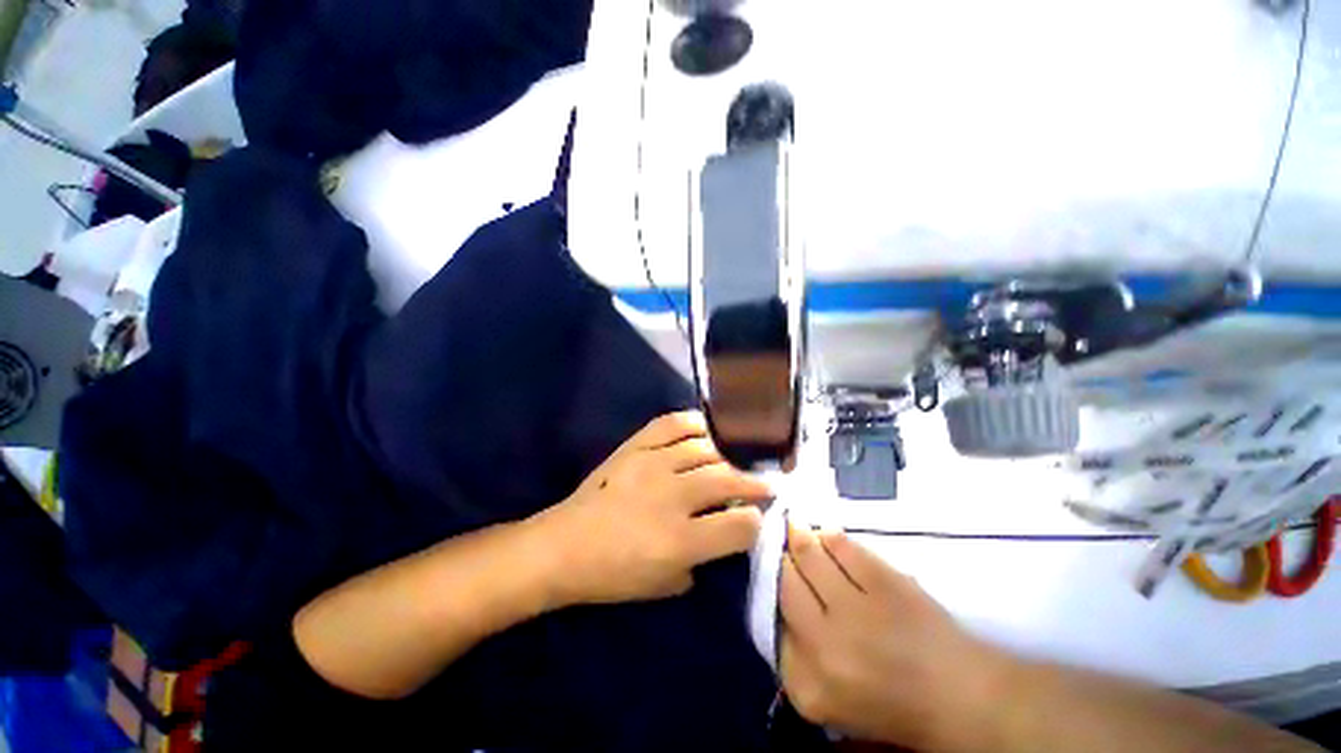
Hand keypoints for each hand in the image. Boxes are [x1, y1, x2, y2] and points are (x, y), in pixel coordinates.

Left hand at [535, 412, 773, 605]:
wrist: (564, 546)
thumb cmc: (613, 575)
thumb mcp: (664, 585)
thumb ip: (702, 561)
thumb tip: (723, 533)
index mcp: (680, 540)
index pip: (739, 525)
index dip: (756, 523)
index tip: (758, 519)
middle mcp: (672, 496)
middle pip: (729, 479)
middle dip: (755, 483)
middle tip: (766, 483)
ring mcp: (652, 464)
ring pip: (706, 449)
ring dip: (730, 455)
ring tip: (740, 460)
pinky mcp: (635, 447)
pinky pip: (672, 424)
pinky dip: (695, 423)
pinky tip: (708, 430)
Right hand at [779, 525, 1006, 749]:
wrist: (965, 698)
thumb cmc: (895, 705)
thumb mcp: (831, 701)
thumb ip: (795, 659)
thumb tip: (777, 605)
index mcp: (808, 686)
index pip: (769, 622)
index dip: (769, 591)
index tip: (771, 574)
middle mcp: (824, 645)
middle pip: (784, 581)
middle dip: (780, 559)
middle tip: (778, 542)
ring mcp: (855, 610)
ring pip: (808, 554)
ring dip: (798, 536)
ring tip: (795, 527)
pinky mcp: (885, 582)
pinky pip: (842, 545)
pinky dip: (830, 535)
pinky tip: (827, 534)